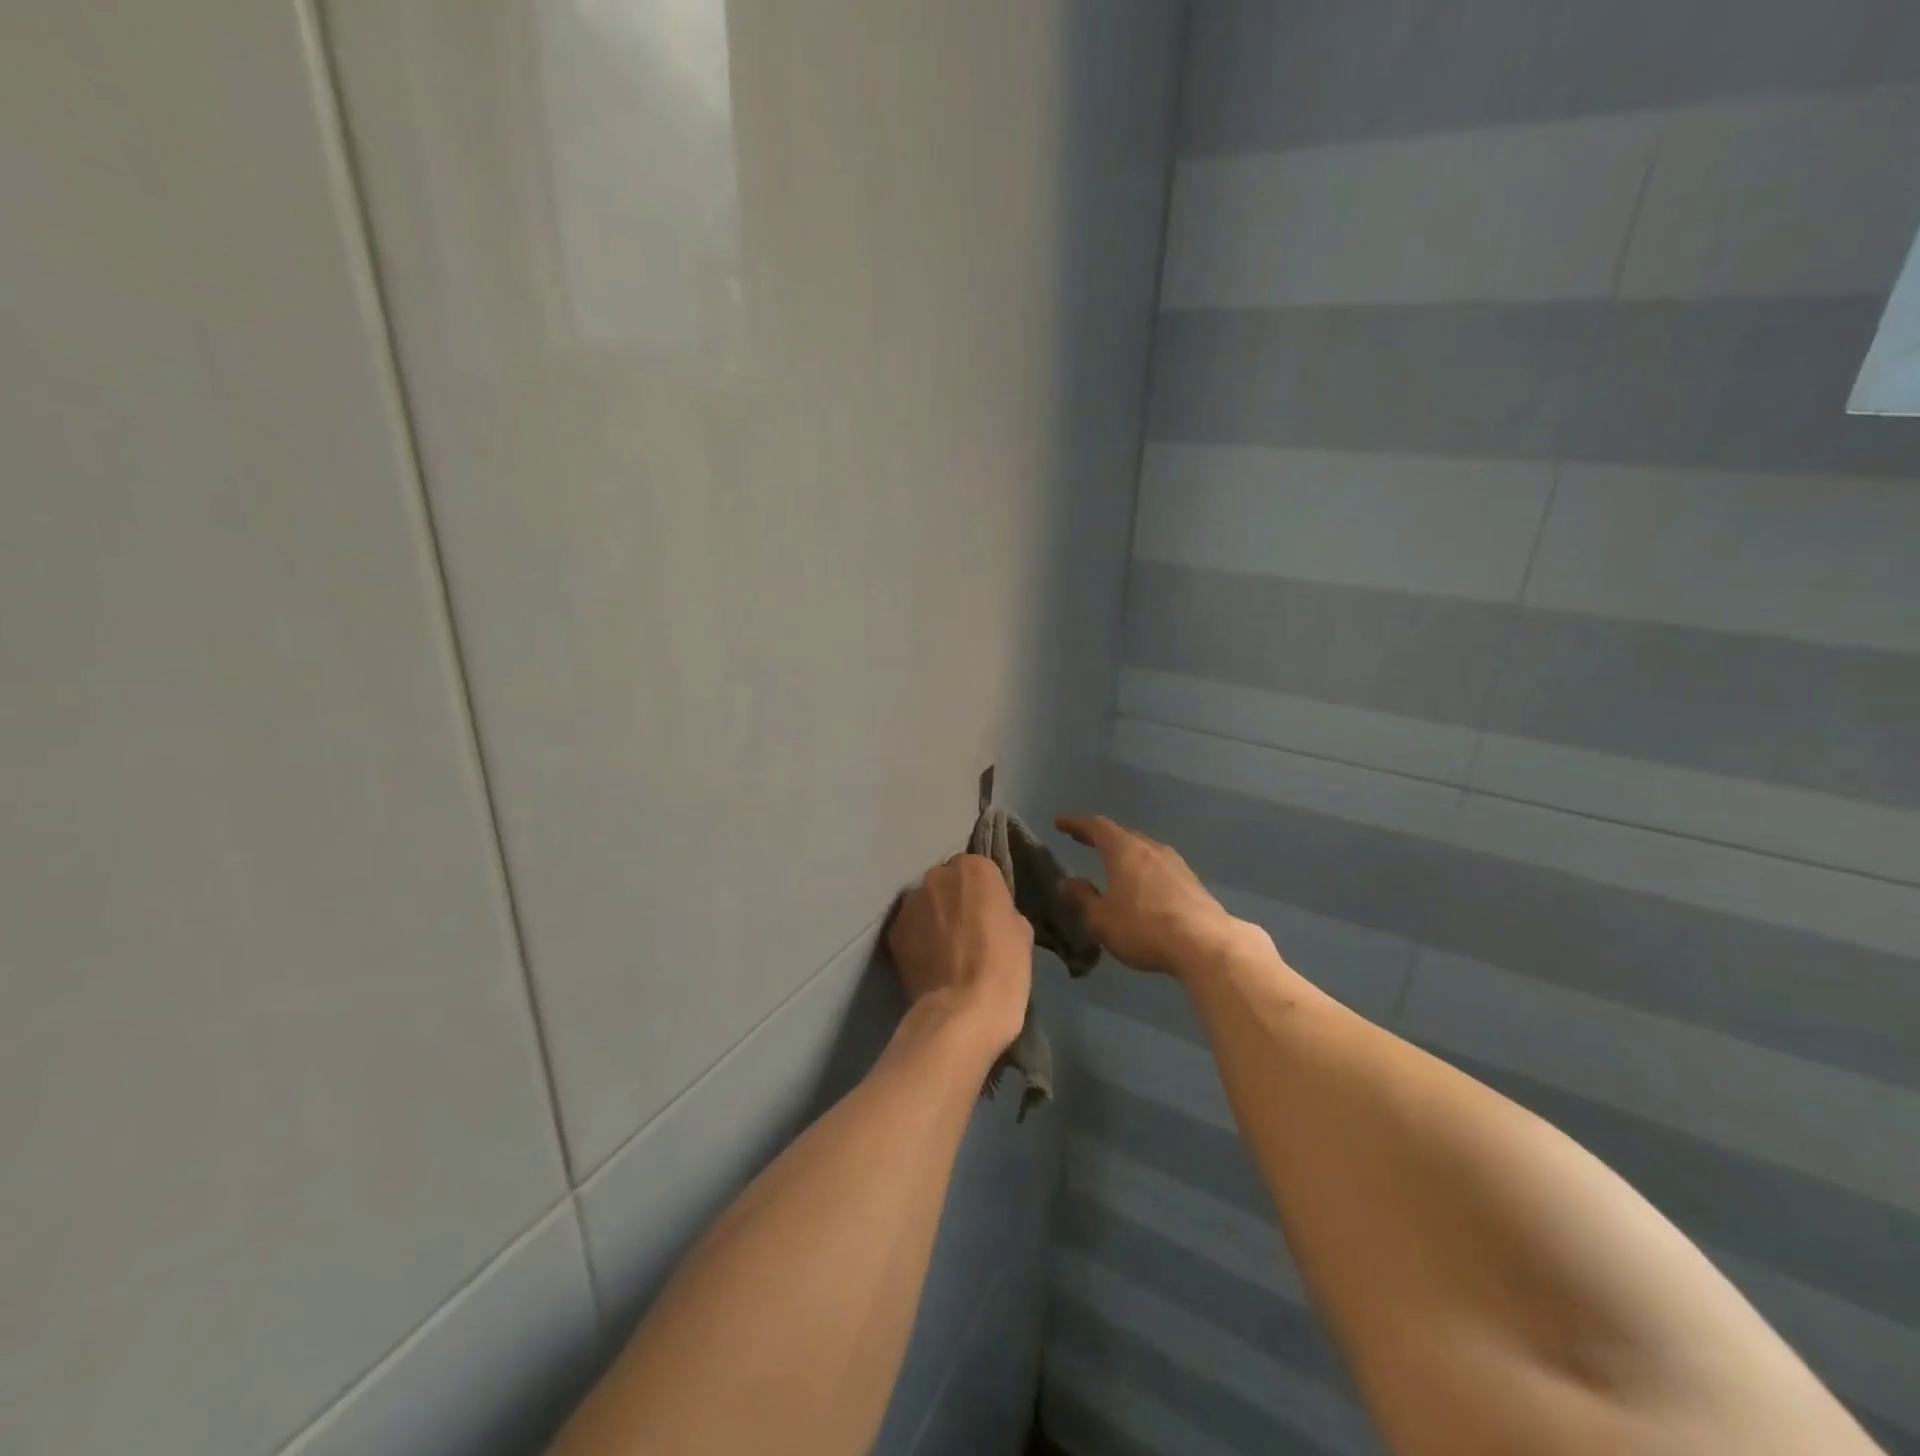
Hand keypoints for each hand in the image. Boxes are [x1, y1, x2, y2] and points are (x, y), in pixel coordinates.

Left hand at [888, 853, 1032, 1054]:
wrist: (963, 1011)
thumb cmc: (1003, 967)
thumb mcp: (1021, 931)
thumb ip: (1002, 909)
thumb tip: (990, 914)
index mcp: (974, 868)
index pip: (978, 869)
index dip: (984, 893)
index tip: (989, 915)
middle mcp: (937, 876)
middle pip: (947, 882)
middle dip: (954, 900)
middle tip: (966, 931)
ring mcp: (910, 903)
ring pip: (924, 903)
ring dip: (933, 918)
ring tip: (945, 950)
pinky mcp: (893, 931)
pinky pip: (910, 928)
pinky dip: (917, 940)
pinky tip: (929, 963)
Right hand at [1055, 814, 1252, 978]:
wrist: (1205, 944)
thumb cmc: (1144, 928)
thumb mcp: (1101, 919)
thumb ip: (1082, 898)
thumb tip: (1067, 882)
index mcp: (1124, 851)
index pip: (1096, 826)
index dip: (1076, 824)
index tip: (1060, 823)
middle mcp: (1150, 848)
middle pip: (1122, 834)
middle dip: (1100, 836)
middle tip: (1083, 840)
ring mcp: (1175, 864)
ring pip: (1144, 849)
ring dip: (1125, 853)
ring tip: (1113, 863)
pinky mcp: (1191, 882)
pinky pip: (1159, 867)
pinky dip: (1143, 869)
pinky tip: (1142, 886)